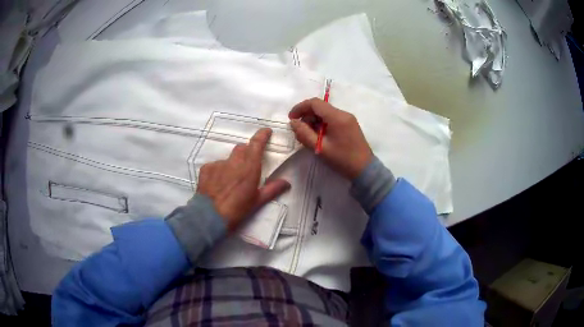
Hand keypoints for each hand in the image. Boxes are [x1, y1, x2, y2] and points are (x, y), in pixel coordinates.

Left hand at [197, 128, 290, 230]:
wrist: (209, 217)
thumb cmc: (237, 210)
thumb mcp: (257, 202)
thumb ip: (272, 189)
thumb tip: (287, 182)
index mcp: (249, 168)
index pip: (256, 144)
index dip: (262, 135)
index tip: (266, 131)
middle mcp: (234, 162)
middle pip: (241, 148)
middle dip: (247, 152)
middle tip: (248, 166)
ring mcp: (218, 164)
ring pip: (228, 158)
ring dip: (232, 164)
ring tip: (230, 181)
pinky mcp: (206, 169)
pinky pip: (215, 165)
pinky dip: (219, 171)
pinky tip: (218, 184)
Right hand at [289, 98, 372, 179]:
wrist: (365, 170)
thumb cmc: (342, 159)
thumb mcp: (320, 148)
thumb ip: (304, 133)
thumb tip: (293, 122)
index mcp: (337, 117)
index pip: (314, 103)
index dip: (300, 107)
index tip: (291, 118)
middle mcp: (343, 113)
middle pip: (320, 107)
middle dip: (306, 115)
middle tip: (299, 131)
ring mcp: (348, 118)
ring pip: (326, 113)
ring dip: (314, 120)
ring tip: (309, 136)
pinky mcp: (350, 124)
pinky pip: (332, 118)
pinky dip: (322, 124)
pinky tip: (319, 136)